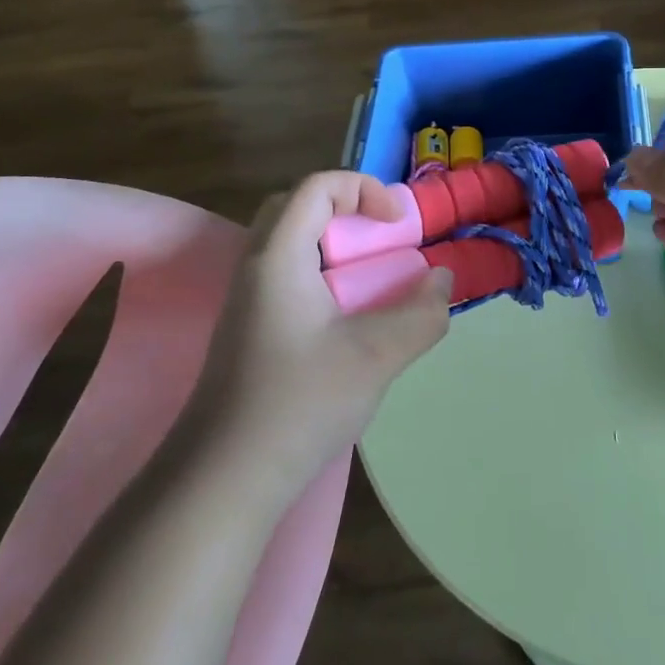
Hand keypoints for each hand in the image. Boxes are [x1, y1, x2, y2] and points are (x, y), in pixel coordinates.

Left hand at [200, 172, 451, 493]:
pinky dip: (325, 278)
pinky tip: (350, 322)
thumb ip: (421, 314)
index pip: (318, 187)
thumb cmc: (299, 404)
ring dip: (336, 248)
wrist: (224, 478)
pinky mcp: (250, 330)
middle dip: (347, 212)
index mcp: (279, 257)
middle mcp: (256, 267)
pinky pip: (290, 278)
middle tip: (382, 242)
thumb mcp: (376, 357)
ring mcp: (249, 301)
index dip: (364, 190)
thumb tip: (441, 280)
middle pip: (299, 208)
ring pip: (292, 245)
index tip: (399, 227)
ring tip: (374, 282)